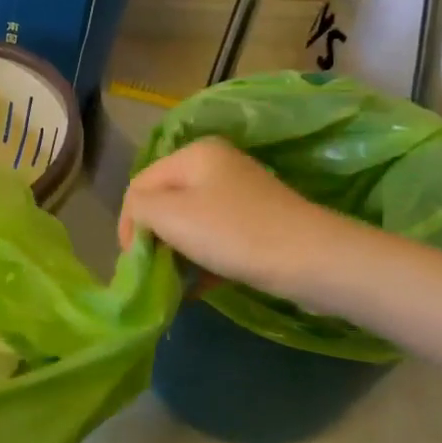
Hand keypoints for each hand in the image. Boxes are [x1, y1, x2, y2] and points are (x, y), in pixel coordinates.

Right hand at [118, 138, 356, 298]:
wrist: (313, 260)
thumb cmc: (232, 233)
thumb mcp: (169, 215)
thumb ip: (138, 208)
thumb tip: (139, 219)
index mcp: (194, 154)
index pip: (139, 185)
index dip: (128, 222)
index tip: (132, 260)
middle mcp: (216, 165)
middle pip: (165, 203)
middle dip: (152, 238)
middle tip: (150, 271)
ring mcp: (240, 194)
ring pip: (189, 223)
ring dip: (175, 254)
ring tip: (173, 282)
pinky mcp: (257, 223)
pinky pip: (214, 238)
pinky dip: (201, 261)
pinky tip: (196, 288)